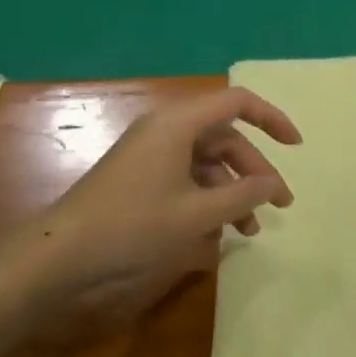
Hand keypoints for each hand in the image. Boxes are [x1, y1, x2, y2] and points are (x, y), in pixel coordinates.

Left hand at [33, 88, 299, 331]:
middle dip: (254, 171)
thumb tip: (272, 183)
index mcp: (180, 123)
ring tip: (250, 229)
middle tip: (279, 204)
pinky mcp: (142, 174)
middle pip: (225, 138)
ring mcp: (152, 151)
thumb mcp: (195, 214)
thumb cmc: (132, 225)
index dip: (271, 119)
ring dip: (232, 191)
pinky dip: (208, 198)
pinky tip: (219, 232)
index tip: (295, 146)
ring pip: (208, 161)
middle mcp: (167, 128)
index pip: (237, 102)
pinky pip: (187, 176)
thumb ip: (241, 196)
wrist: (61, 254)